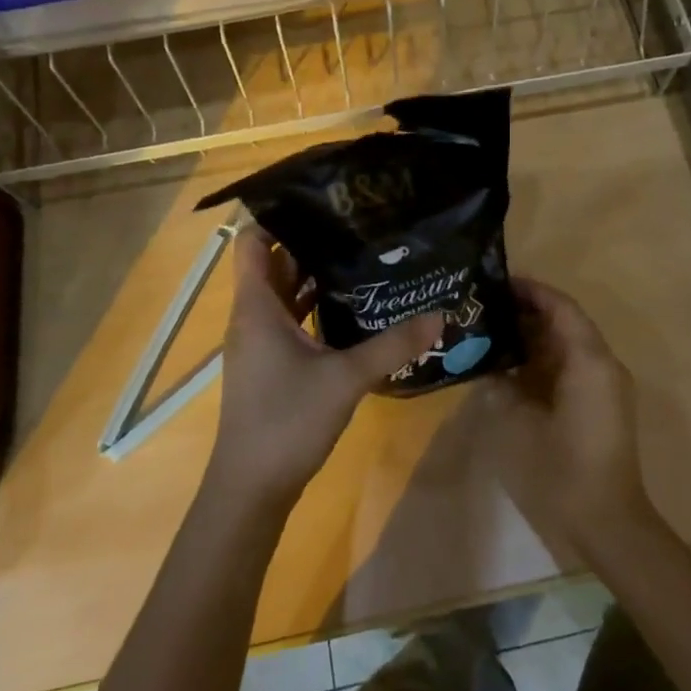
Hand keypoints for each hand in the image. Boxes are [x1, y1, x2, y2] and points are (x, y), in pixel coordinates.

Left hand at [206, 225, 442, 513]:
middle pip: (274, 264)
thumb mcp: (345, 378)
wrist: (251, 488)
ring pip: (284, 294)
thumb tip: (439, 315)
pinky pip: (291, 320)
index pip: (251, 242)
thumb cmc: (286, 421)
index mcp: (257, 307)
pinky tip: (353, 308)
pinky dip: (315, 308)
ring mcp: (260, 342)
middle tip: (356, 224)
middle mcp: (253, 317)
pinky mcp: (271, 365)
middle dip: (311, 242)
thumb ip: (392, 346)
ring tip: (361, 255)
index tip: (320, 201)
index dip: (277, 216)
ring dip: (315, 276)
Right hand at [481, 278, 654, 552]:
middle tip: (486, 308)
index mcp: (588, 361)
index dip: (531, 290)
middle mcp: (602, 365)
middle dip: (528, 312)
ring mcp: (604, 386)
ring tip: (492, 332)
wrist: (607, 524)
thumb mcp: (520, 423)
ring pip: (568, 346)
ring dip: (535, 337)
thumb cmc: (562, 471)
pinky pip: (571, 368)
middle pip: (566, 323)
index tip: (498, 283)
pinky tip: (511, 368)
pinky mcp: (600, 406)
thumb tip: (490, 364)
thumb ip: (503, 385)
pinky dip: (543, 361)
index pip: (561, 307)